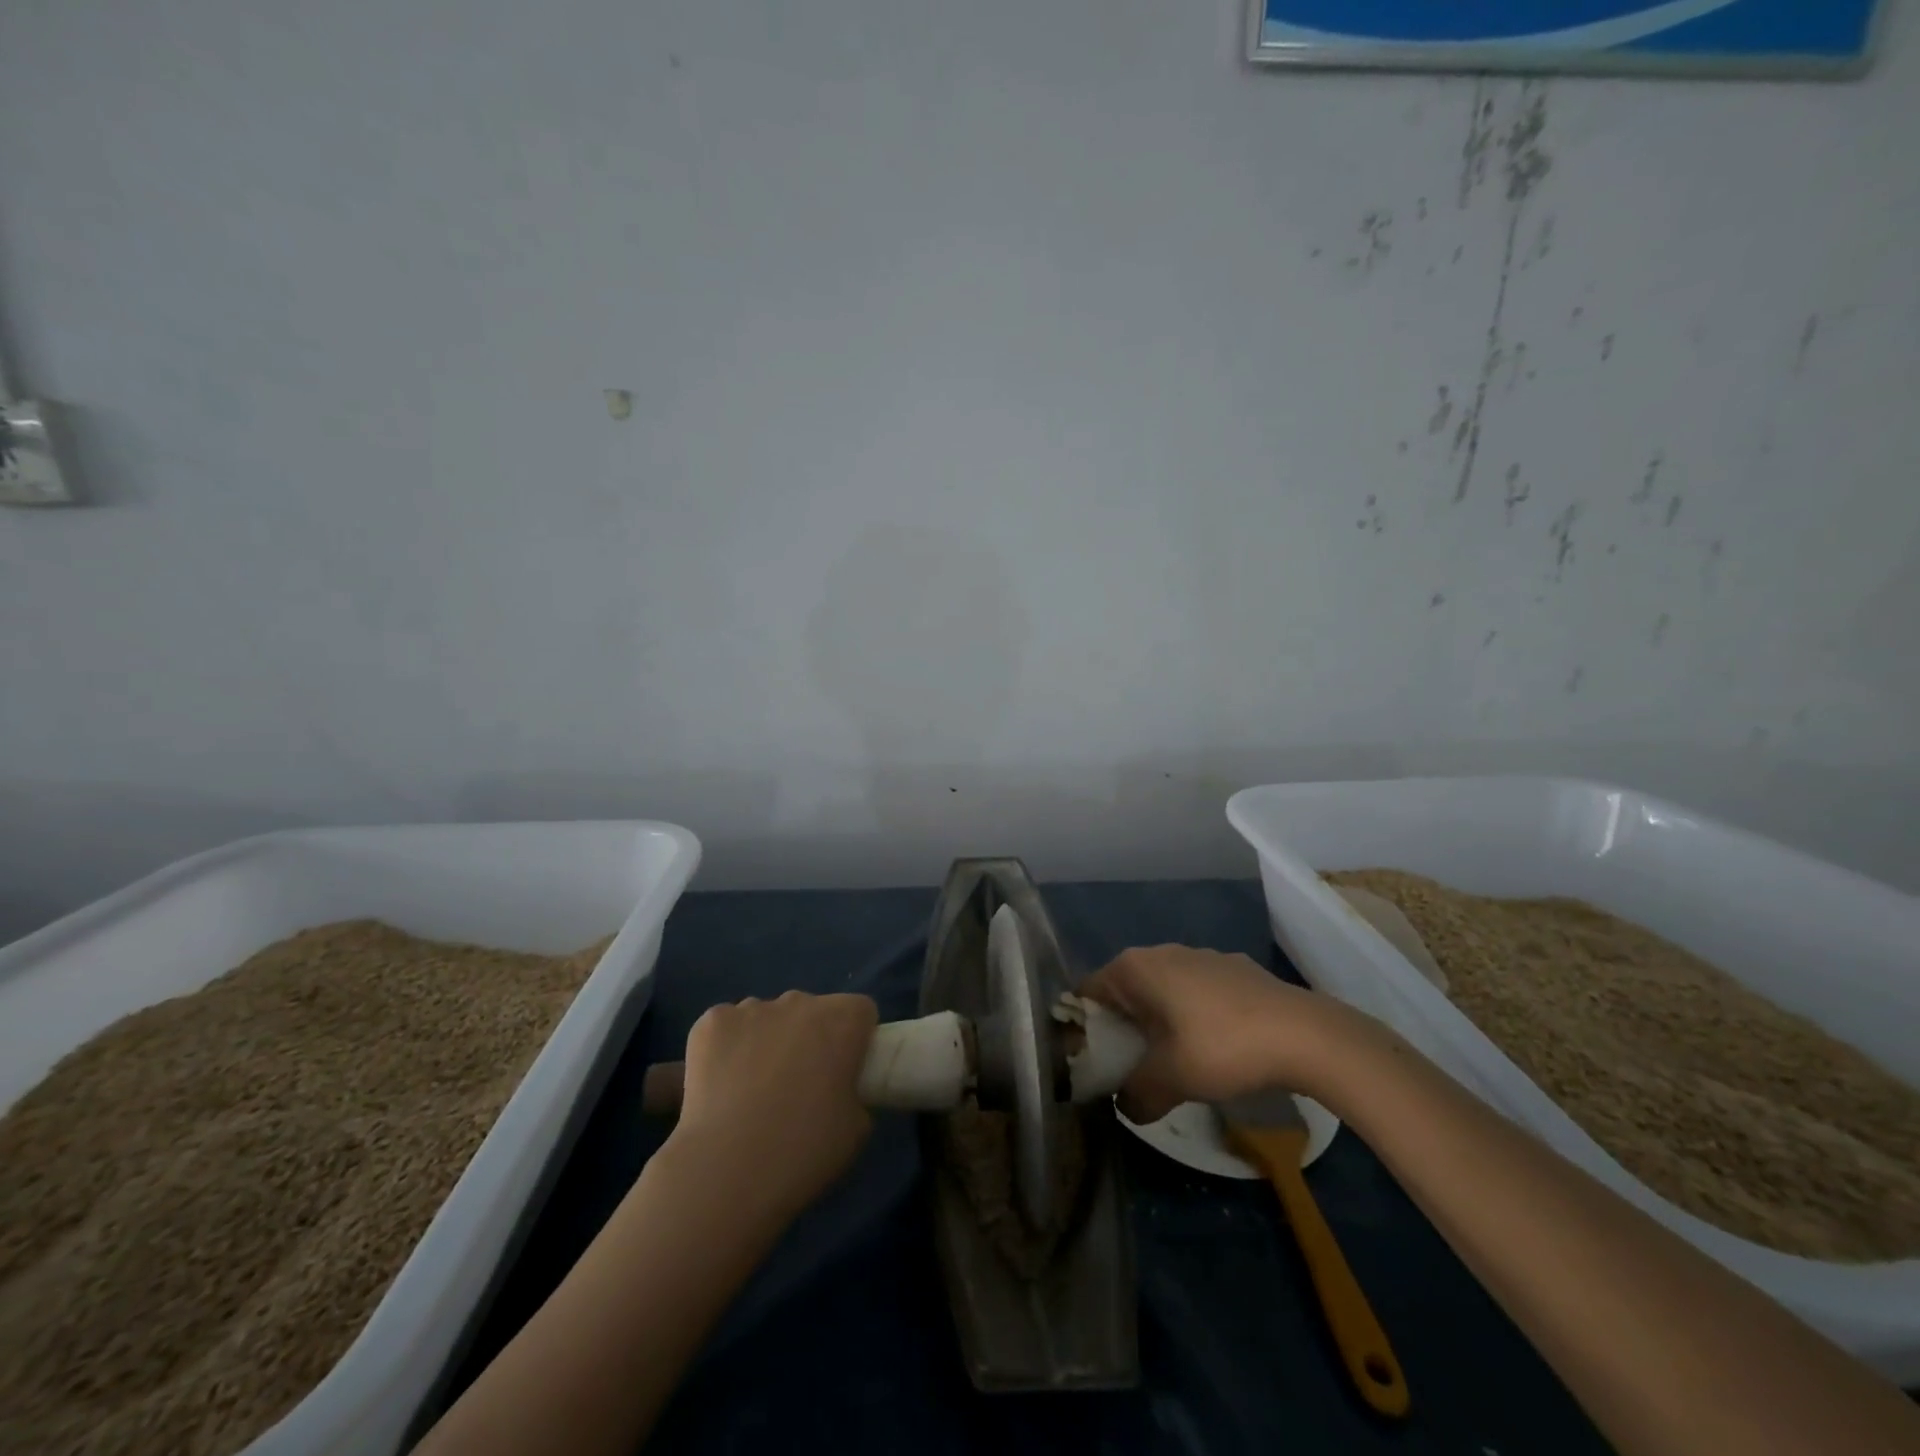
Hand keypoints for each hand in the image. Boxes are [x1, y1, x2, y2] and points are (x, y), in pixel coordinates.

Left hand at [669, 990, 878, 1222]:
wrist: (725, 1171)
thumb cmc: (802, 1151)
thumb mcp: (856, 1130)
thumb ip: (854, 1094)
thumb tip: (839, 1090)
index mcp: (842, 1020)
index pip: (859, 1011)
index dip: (854, 1039)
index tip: (844, 1071)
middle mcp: (799, 1001)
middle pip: (811, 1010)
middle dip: (808, 1038)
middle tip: (798, 1086)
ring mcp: (751, 1007)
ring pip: (767, 1017)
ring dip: (768, 1040)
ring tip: (752, 1091)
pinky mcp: (711, 1022)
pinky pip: (728, 1026)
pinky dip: (727, 1047)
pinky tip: (721, 1085)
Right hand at [1079, 945, 1356, 1122]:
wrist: (1305, 1034)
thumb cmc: (1222, 1048)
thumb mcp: (1170, 1081)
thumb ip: (1135, 1095)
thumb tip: (1126, 1106)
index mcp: (1134, 968)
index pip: (1087, 993)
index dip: (1084, 1029)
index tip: (1093, 1064)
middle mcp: (1161, 952)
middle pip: (1124, 991)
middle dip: (1124, 1029)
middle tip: (1132, 1069)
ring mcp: (1201, 955)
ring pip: (1163, 990)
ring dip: (1160, 1023)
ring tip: (1175, 1063)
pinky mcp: (1234, 968)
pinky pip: (1197, 991)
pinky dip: (1194, 1016)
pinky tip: (1217, 1048)